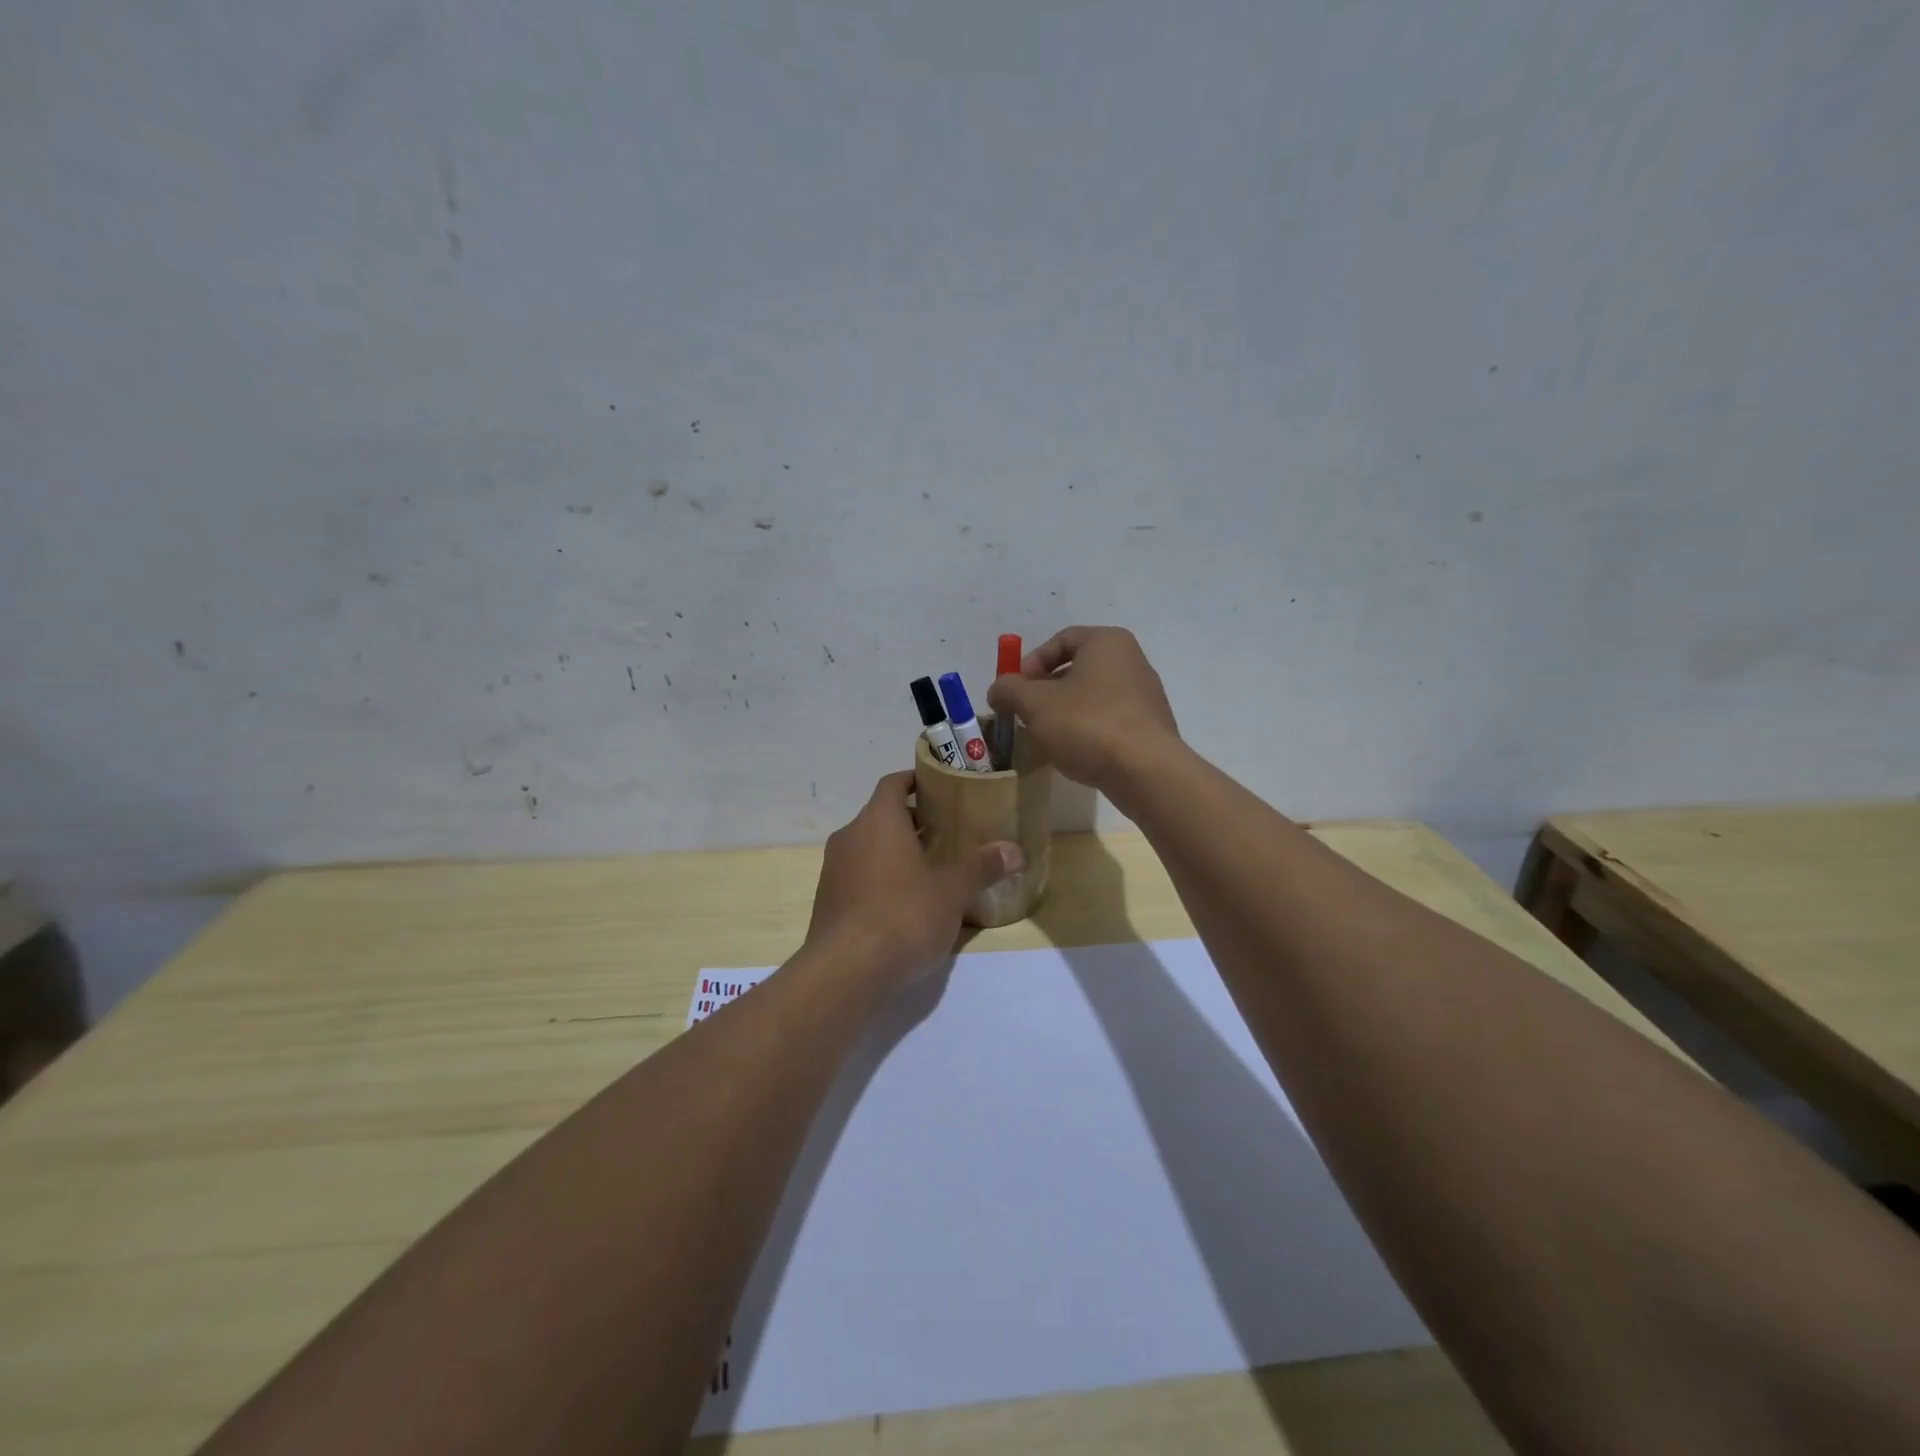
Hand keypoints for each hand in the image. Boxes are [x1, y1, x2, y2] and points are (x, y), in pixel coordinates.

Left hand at [807, 772, 1023, 977]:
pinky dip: (879, 879)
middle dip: (912, 823)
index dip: (915, 781)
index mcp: (878, 820)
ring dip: (894, 853)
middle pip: (882, 816)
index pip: (893, 783)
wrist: (846, 970)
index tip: (939, 789)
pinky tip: (904, 905)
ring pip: (868, 848)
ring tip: (929, 871)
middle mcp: (850, 836)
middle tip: (946, 835)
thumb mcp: (952, 891)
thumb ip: (981, 866)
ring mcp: (834, 869)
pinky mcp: (827, 901)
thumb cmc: (903, 914)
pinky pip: (857, 877)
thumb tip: (1014, 850)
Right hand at [986, 626, 1179, 791]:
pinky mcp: (1151, 726)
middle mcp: (1132, 659)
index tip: (1016, 691)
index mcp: (1107, 642)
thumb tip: (998, 689)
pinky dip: (1089, 729)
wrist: (1145, 770)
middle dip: (1047, 690)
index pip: (1061, 640)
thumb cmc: (1087, 724)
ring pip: (1093, 695)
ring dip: (1066, 711)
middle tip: (1027, 714)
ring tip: (1049, 736)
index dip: (1031, 663)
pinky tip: (1077, 751)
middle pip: (1078, 667)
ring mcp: (1146, 694)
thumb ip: (1009, 691)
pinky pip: (1110, 719)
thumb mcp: (1035, 704)